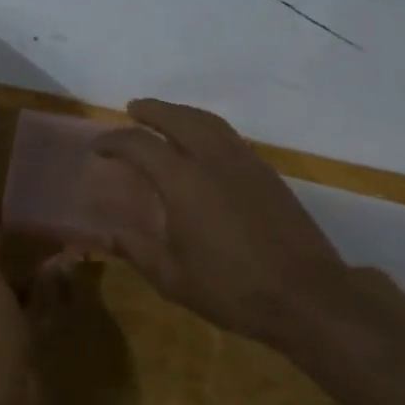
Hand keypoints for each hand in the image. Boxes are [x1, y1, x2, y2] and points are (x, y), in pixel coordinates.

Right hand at [95, 99, 404, 347]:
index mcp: (182, 181)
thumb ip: (137, 250)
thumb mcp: (173, 279)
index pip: (139, 145)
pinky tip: (202, 142)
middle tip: (132, 110)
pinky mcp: (265, 171)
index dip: (113, 141)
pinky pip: (227, 134)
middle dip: (151, 110)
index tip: (98, 147)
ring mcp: (243, 161)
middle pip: (176, 117)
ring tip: (165, 117)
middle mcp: (211, 159)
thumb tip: (109, 233)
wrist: (306, 295)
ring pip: (206, 120)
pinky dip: (206, 126)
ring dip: (180, 112)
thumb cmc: (232, 289)